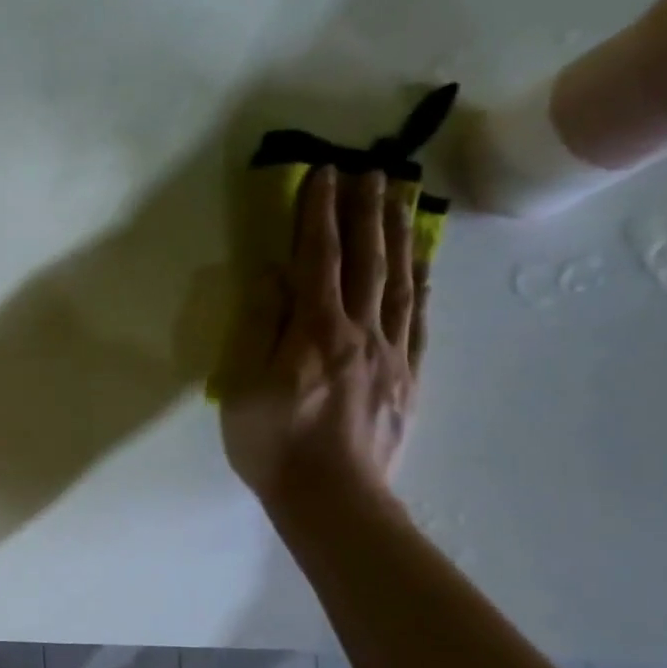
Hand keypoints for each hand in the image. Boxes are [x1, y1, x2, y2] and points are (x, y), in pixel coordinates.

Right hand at [214, 166, 426, 523]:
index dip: (319, 214)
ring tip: (404, 196)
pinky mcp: (408, 376)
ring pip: (399, 281)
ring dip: (400, 234)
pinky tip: (423, 262)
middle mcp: (359, 331)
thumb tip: (275, 275)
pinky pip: (418, 318)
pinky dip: (421, 283)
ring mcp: (391, 353)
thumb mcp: (243, 386)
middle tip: (372, 168)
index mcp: (314, 331)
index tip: (324, 174)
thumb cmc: (273, 444)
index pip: (318, 258)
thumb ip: (260, 326)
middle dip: (367, 210)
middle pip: (367, 259)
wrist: (332, 499)